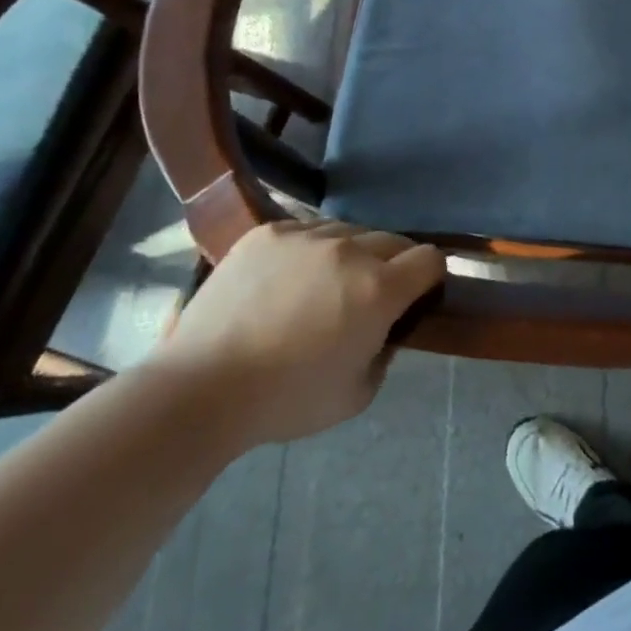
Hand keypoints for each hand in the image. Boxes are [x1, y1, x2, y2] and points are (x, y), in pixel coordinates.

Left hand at [152, 219, 445, 447]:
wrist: (200, 389)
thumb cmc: (286, 401)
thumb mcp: (358, 393)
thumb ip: (386, 350)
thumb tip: (386, 326)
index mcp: (378, 289)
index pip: (430, 259)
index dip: (429, 277)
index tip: (416, 296)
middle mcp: (349, 250)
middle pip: (394, 240)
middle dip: (393, 265)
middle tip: (370, 296)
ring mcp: (306, 236)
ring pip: (349, 232)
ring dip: (351, 254)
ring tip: (325, 285)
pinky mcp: (268, 232)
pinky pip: (307, 230)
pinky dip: (310, 250)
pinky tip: (289, 278)